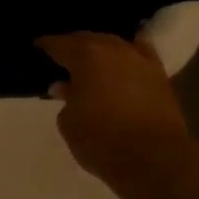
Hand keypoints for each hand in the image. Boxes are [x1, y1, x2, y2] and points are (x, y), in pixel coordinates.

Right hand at [37, 32, 191, 192]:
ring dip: (101, 50)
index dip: (46, 45)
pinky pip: (141, 55)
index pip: (59, 44)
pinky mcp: (161, 76)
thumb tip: (65, 87)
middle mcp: (114, 50)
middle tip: (62, 56)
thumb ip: (65, 99)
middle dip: (74, 45)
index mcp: (85, 56)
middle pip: (88, 39)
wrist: (154, 159)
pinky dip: (130, 54)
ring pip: (115, 45)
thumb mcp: (69, 123)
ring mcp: (140, 60)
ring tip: (91, 61)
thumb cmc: (101, 141)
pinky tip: (126, 57)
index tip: (37, 47)